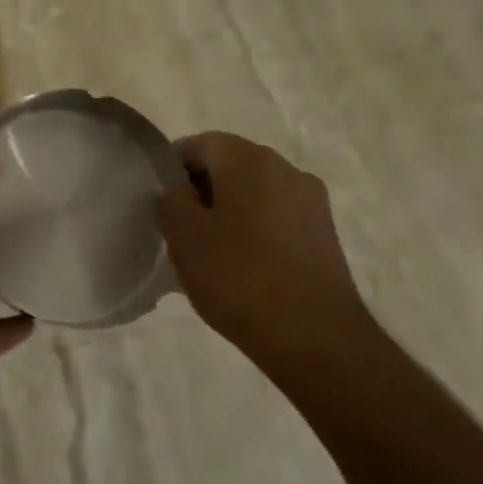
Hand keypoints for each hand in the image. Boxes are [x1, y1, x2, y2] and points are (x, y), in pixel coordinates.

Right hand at [156, 132, 376, 377]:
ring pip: (253, 194)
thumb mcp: (182, 235)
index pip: (198, 144)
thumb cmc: (239, 276)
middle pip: (229, 166)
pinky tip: (241, 268)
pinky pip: (275, 219)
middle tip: (178, 228)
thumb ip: (170, 200)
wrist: (316, 339)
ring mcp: (311, 202)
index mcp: (248, 159)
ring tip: (209, 253)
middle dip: (200, 190)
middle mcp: (285, 169)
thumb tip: (180, 194)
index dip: (171, 168)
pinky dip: (254, 232)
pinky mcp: (324, 236)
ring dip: (227, 213)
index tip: (159, 202)